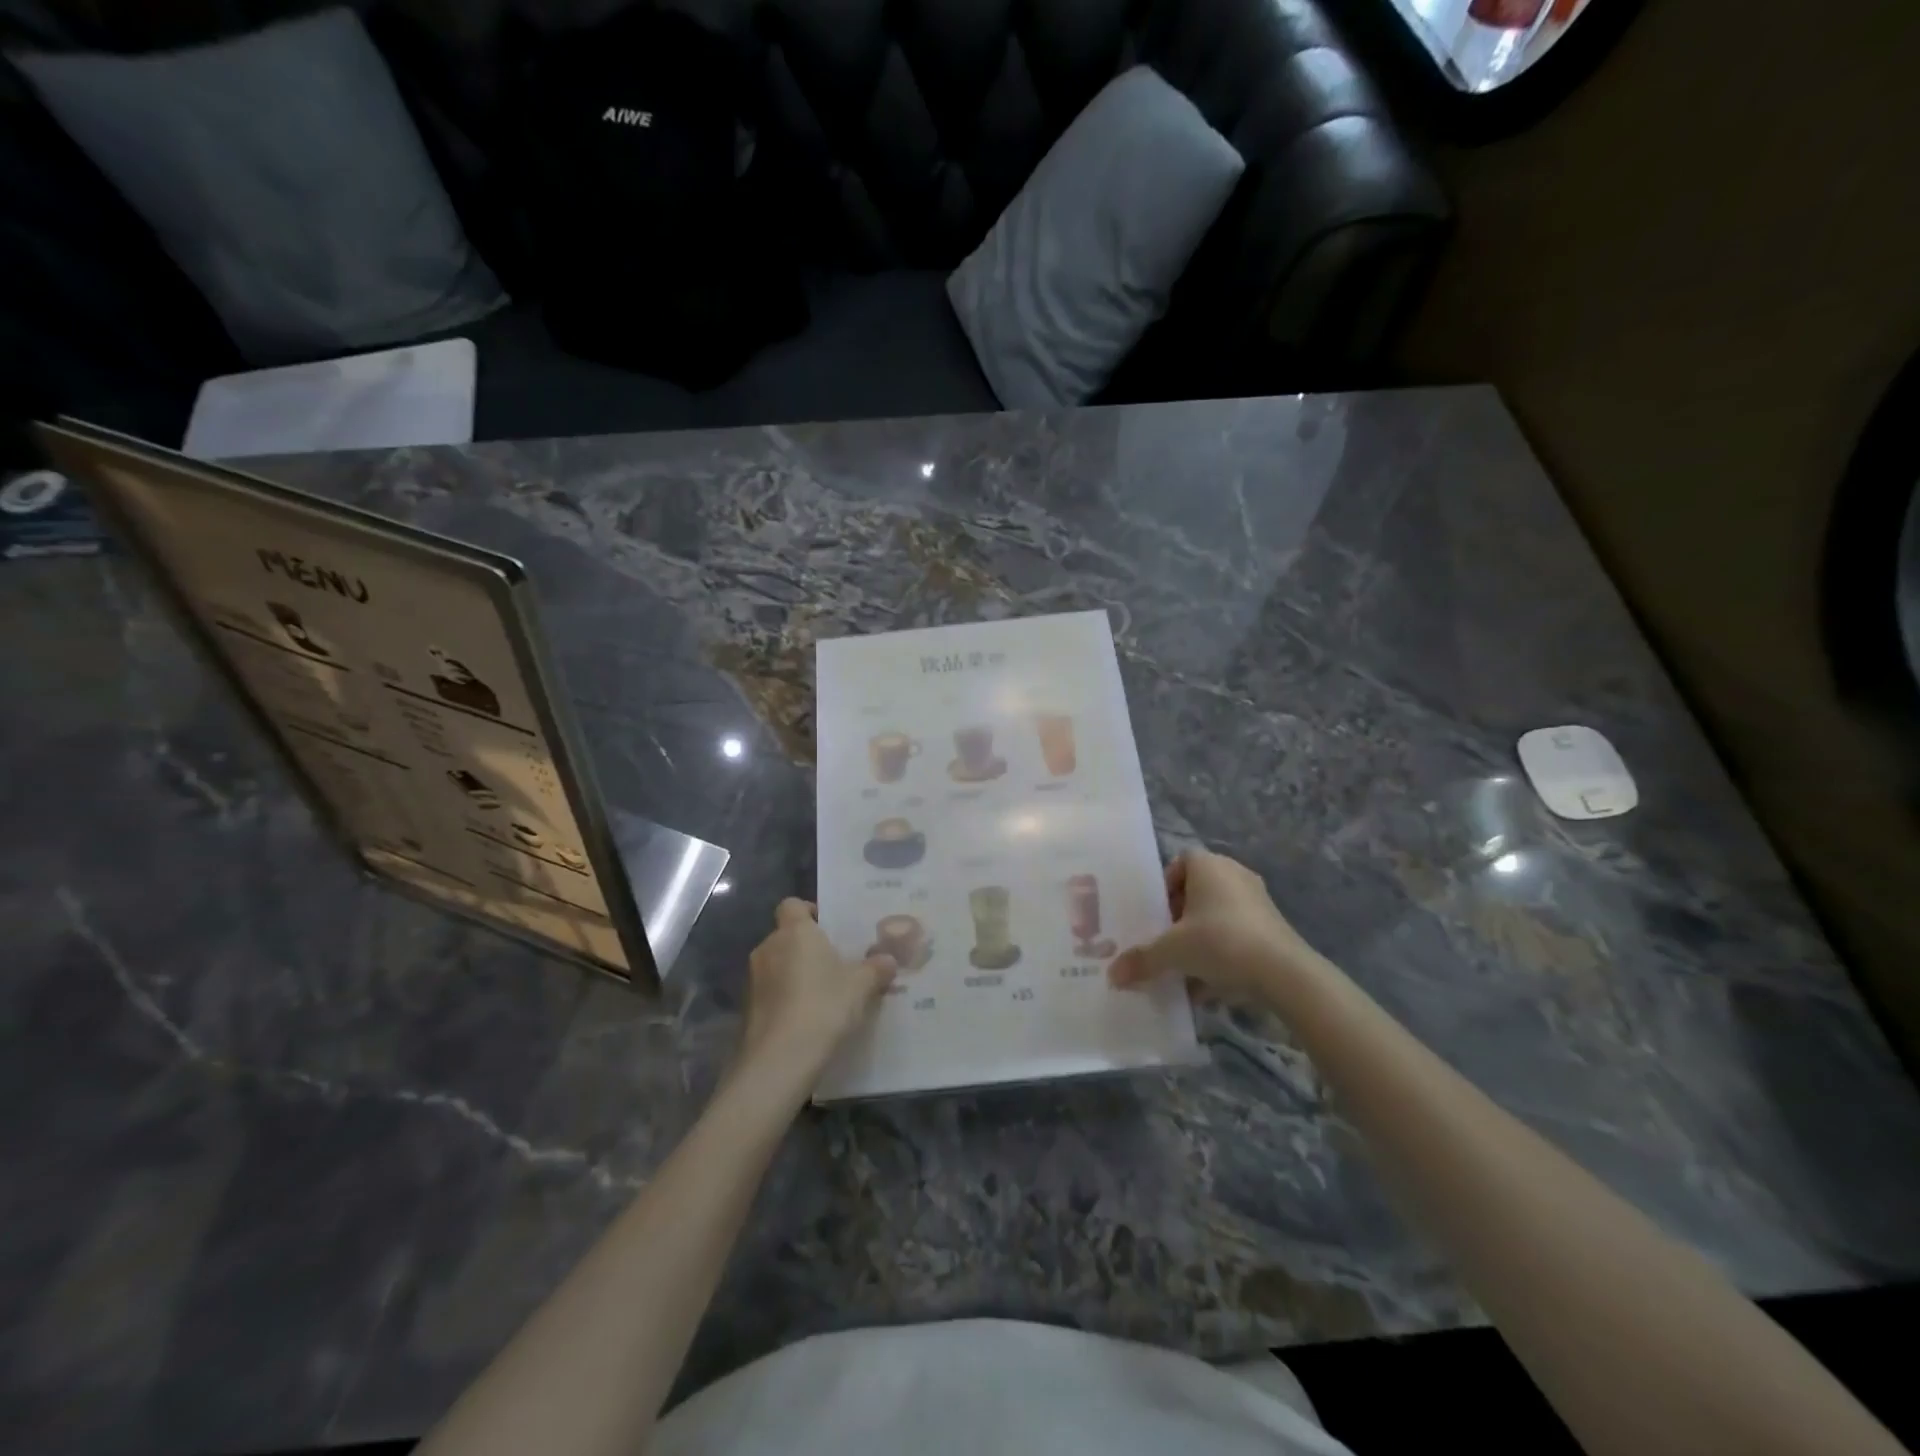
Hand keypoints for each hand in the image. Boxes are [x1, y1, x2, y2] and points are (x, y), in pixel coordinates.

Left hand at [737, 900, 894, 1091]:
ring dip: (796, 974)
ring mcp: (753, 979)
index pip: (792, 904)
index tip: (831, 929)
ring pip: (778, 965)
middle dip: (808, 947)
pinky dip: (786, 999)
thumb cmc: (822, 1007)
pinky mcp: (747, 1009)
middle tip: (836, 964)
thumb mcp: (861, 987)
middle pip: (787, 936)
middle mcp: (768, 947)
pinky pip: (771, 992)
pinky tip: (807, 1019)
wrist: (778, 1062)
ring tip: (824, 995)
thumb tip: (888, 959)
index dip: (810, 912)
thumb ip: (876, 968)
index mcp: (795, 932)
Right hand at [1109, 849, 1327, 1003]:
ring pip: (1218, 915)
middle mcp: (1234, 874)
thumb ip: (1142, 960)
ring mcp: (1258, 900)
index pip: (1180, 862)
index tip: (1156, 914)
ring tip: (1186, 967)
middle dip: (1180, 916)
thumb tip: (1113, 976)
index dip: (1165, 886)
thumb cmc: (1220, 942)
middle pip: (1198, 890)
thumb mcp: (1172, 951)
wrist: (1284, 973)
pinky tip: (1210, 985)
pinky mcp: (1274, 927)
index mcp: (1208, 865)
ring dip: (1200, 937)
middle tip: (1166, 940)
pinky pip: (1237, 934)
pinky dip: (1223, 953)